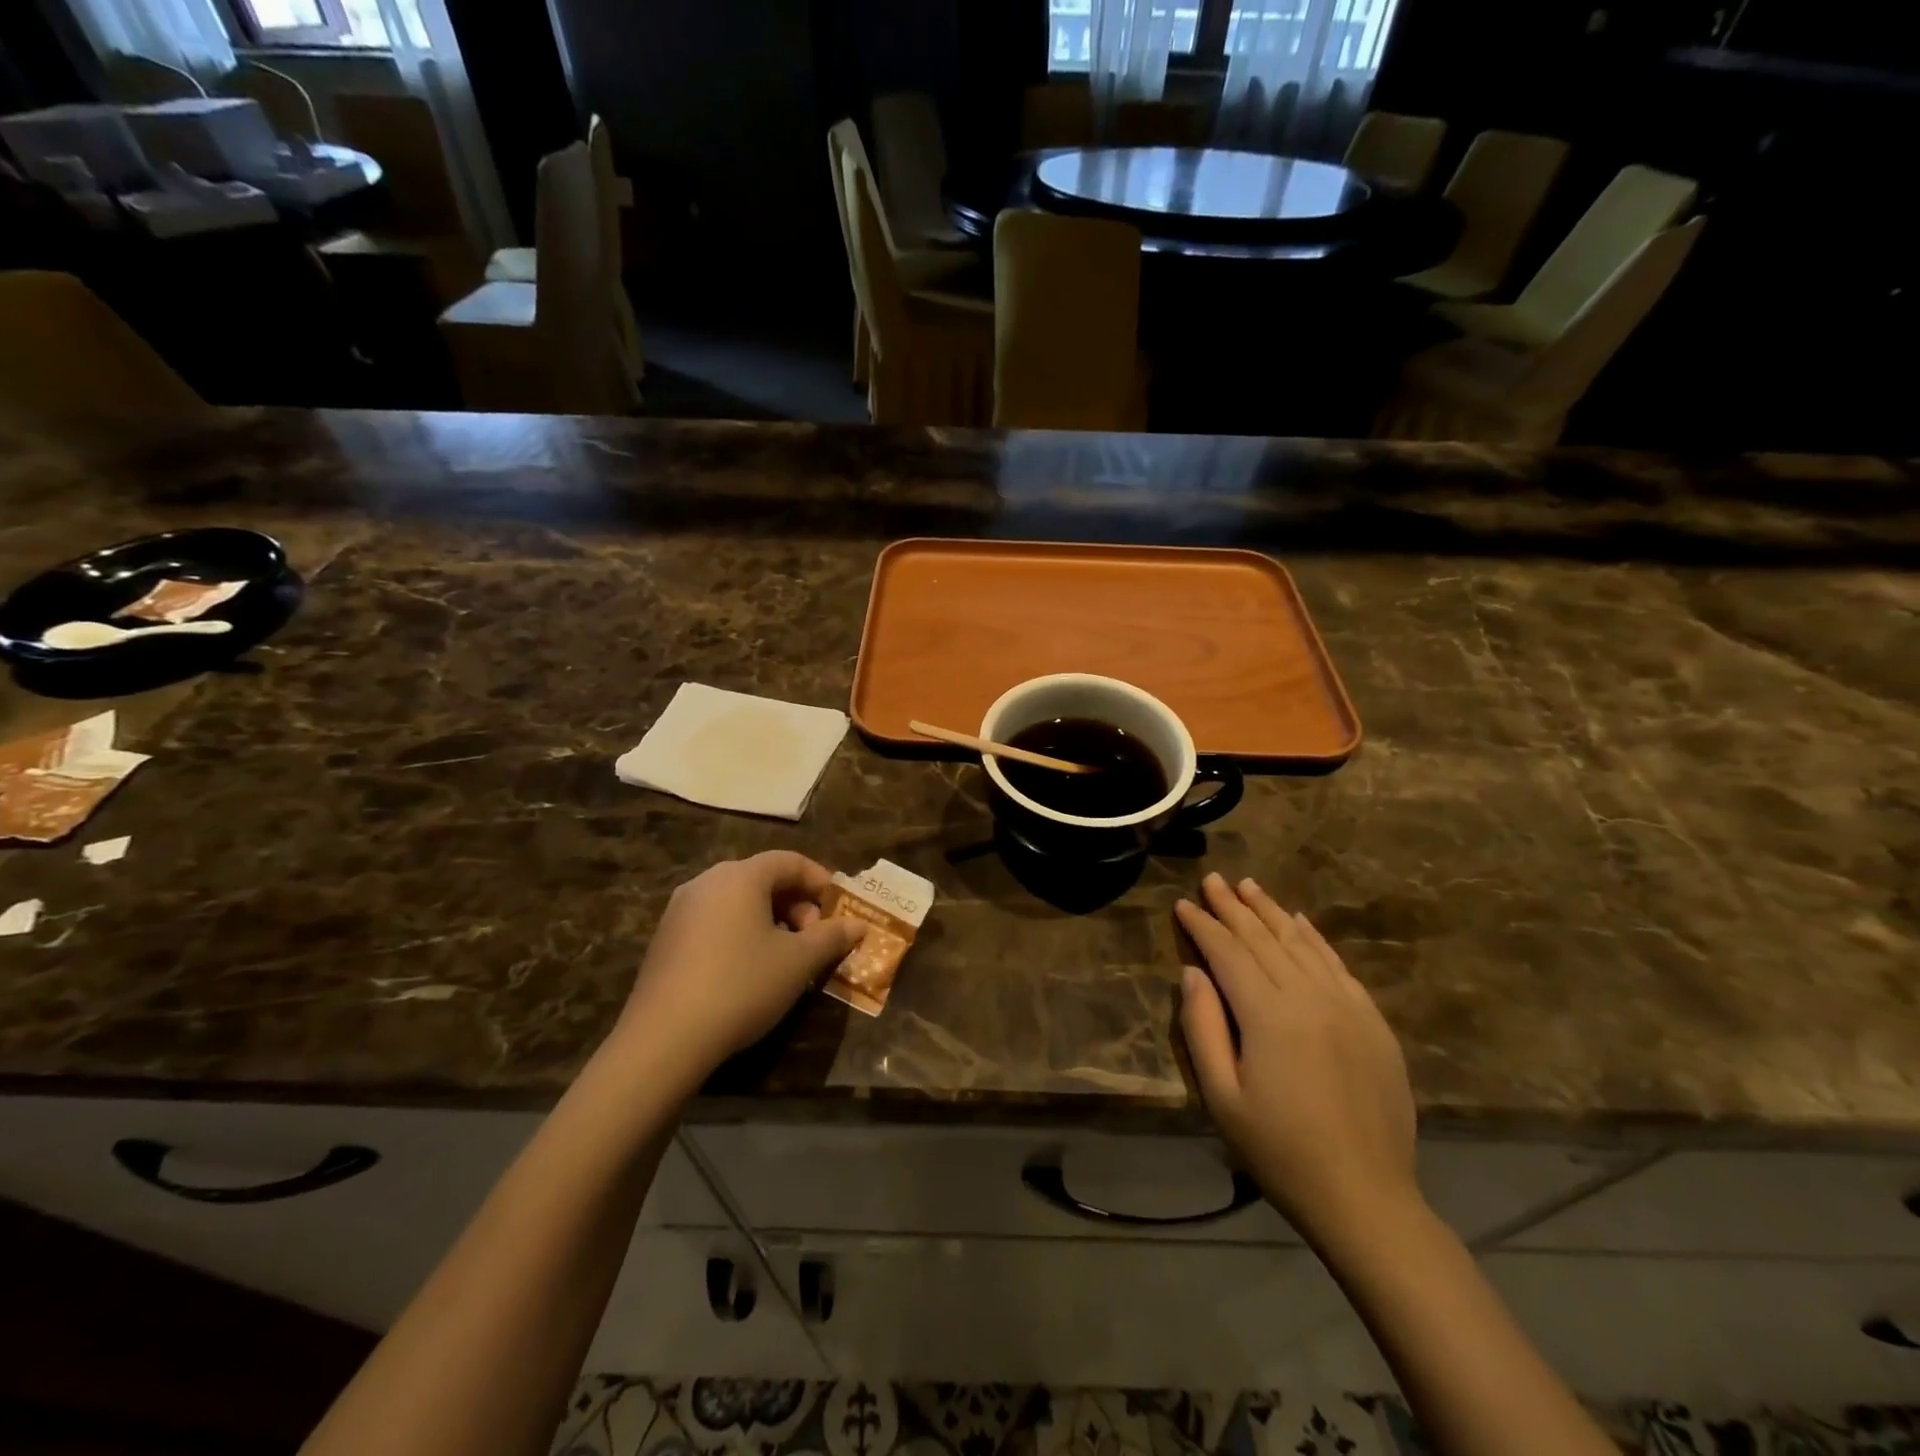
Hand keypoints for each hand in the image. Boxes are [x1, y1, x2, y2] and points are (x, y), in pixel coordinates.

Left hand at [614, 852, 864, 1091]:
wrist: (664, 1039)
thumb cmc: (742, 986)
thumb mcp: (798, 963)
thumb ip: (831, 937)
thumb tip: (859, 925)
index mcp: (741, 876)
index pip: (789, 861)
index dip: (820, 880)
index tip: (840, 908)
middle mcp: (707, 882)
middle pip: (762, 878)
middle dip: (797, 904)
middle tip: (814, 938)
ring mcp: (680, 910)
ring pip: (738, 901)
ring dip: (770, 920)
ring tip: (787, 957)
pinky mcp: (665, 939)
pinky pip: (715, 921)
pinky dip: (741, 933)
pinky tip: (750, 970)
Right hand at [1176, 873, 1418, 1239]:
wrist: (1366, 1197)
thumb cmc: (1279, 1151)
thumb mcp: (1222, 1095)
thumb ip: (1203, 1026)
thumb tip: (1193, 971)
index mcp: (1268, 1014)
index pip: (1228, 952)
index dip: (1203, 925)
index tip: (1183, 904)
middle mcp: (1309, 996)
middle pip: (1264, 938)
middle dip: (1232, 907)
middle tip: (1212, 879)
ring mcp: (1347, 1005)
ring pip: (1301, 943)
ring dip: (1271, 912)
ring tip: (1248, 886)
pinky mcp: (1373, 1020)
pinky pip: (1337, 965)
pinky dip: (1315, 938)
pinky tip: (1300, 922)